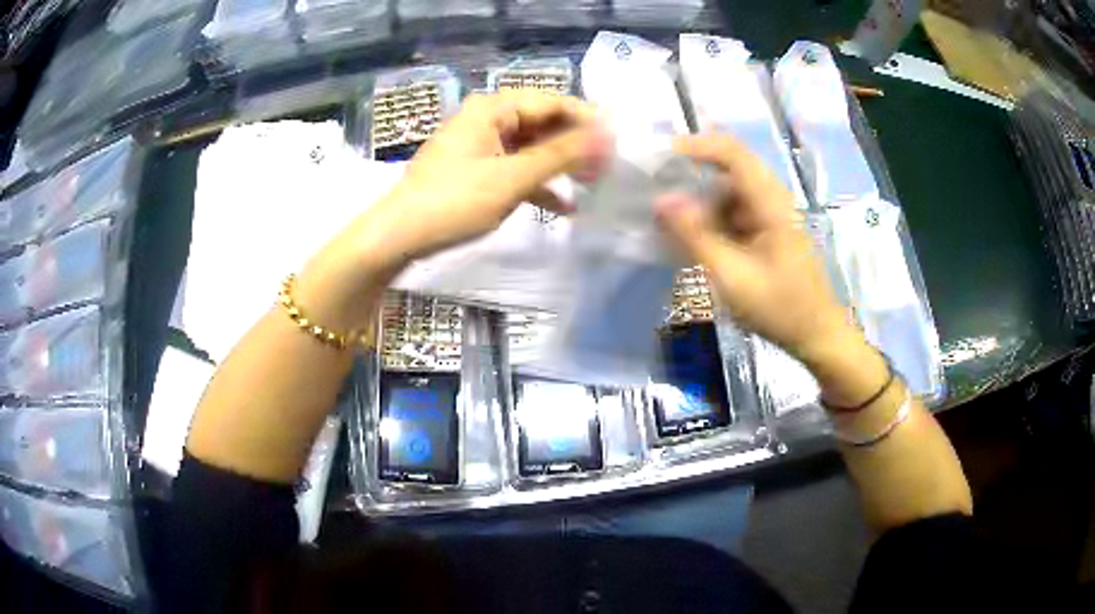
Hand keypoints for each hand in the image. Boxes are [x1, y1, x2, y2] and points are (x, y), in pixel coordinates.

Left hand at [297, 90, 609, 329]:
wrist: (398, 236)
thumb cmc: (453, 201)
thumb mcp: (511, 178)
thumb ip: (560, 155)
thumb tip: (607, 136)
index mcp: (493, 108)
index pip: (552, 102)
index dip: (588, 120)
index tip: (618, 144)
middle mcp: (488, 119)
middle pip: (543, 123)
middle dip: (576, 145)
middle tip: (609, 168)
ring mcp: (481, 144)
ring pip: (532, 147)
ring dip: (561, 165)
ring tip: (594, 185)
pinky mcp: (477, 169)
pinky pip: (516, 167)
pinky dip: (538, 184)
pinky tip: (565, 206)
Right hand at [654, 135, 848, 361]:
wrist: (818, 336)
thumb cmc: (780, 308)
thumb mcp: (732, 277)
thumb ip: (696, 236)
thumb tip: (661, 200)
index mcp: (771, 203)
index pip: (732, 152)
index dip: (696, 146)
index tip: (659, 156)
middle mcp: (773, 200)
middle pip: (728, 169)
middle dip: (691, 175)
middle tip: (656, 190)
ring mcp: (772, 215)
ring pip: (729, 193)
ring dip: (700, 202)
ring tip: (669, 221)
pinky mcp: (769, 231)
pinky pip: (735, 213)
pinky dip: (713, 220)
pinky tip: (694, 241)